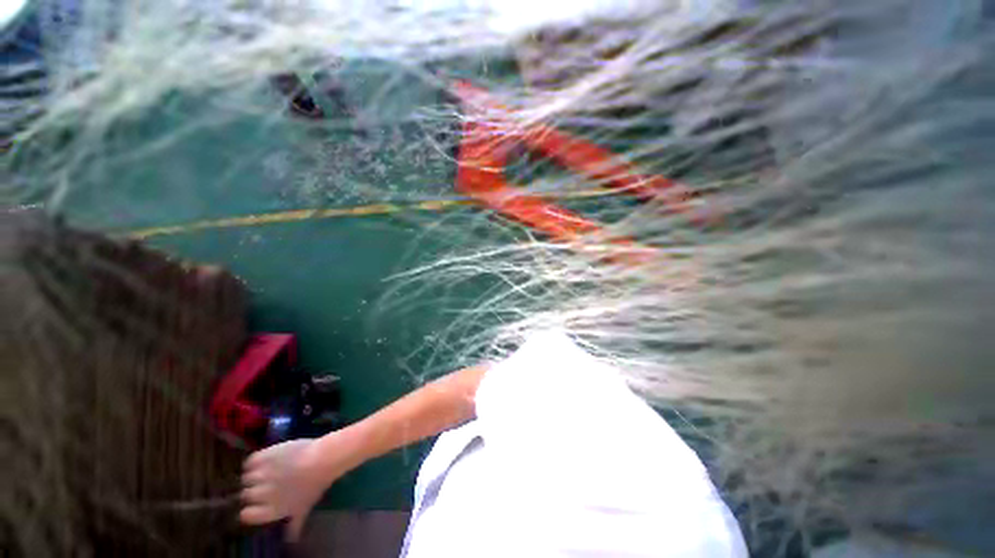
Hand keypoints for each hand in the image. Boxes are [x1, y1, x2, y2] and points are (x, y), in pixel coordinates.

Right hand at [240, 438, 342, 541]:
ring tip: (265, 471)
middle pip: (246, 495)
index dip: (250, 509)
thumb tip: (291, 542)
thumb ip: (295, 526)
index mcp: (271, 510)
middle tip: (264, 484)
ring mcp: (261, 475)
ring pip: (246, 478)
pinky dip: (254, 461)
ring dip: (253, 475)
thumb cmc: (316, 485)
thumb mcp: (305, 508)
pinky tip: (263, 460)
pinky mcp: (265, 457)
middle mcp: (262, 494)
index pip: (247, 515)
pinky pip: (250, 461)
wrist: (323, 459)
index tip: (255, 504)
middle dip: (253, 490)